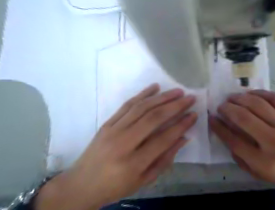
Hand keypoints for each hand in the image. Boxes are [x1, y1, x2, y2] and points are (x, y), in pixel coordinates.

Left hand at [36, 84, 195, 209]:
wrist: (80, 185)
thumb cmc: (116, 186)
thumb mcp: (144, 180)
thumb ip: (166, 158)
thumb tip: (184, 137)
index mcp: (134, 163)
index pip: (164, 138)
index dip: (182, 125)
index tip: (194, 115)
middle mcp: (123, 143)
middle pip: (153, 118)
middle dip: (175, 106)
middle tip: (190, 98)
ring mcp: (113, 130)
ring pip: (142, 107)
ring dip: (162, 97)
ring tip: (177, 91)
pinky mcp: (107, 122)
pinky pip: (127, 104)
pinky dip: (142, 94)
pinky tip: (155, 87)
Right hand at [210, 90, 274, 195]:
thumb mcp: (263, 175)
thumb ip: (242, 158)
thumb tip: (227, 135)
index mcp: (264, 162)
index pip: (233, 140)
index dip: (219, 127)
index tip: (212, 118)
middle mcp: (274, 142)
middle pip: (242, 118)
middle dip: (227, 109)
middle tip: (221, 105)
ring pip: (257, 104)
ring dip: (240, 98)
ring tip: (232, 97)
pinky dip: (259, 93)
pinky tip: (250, 94)